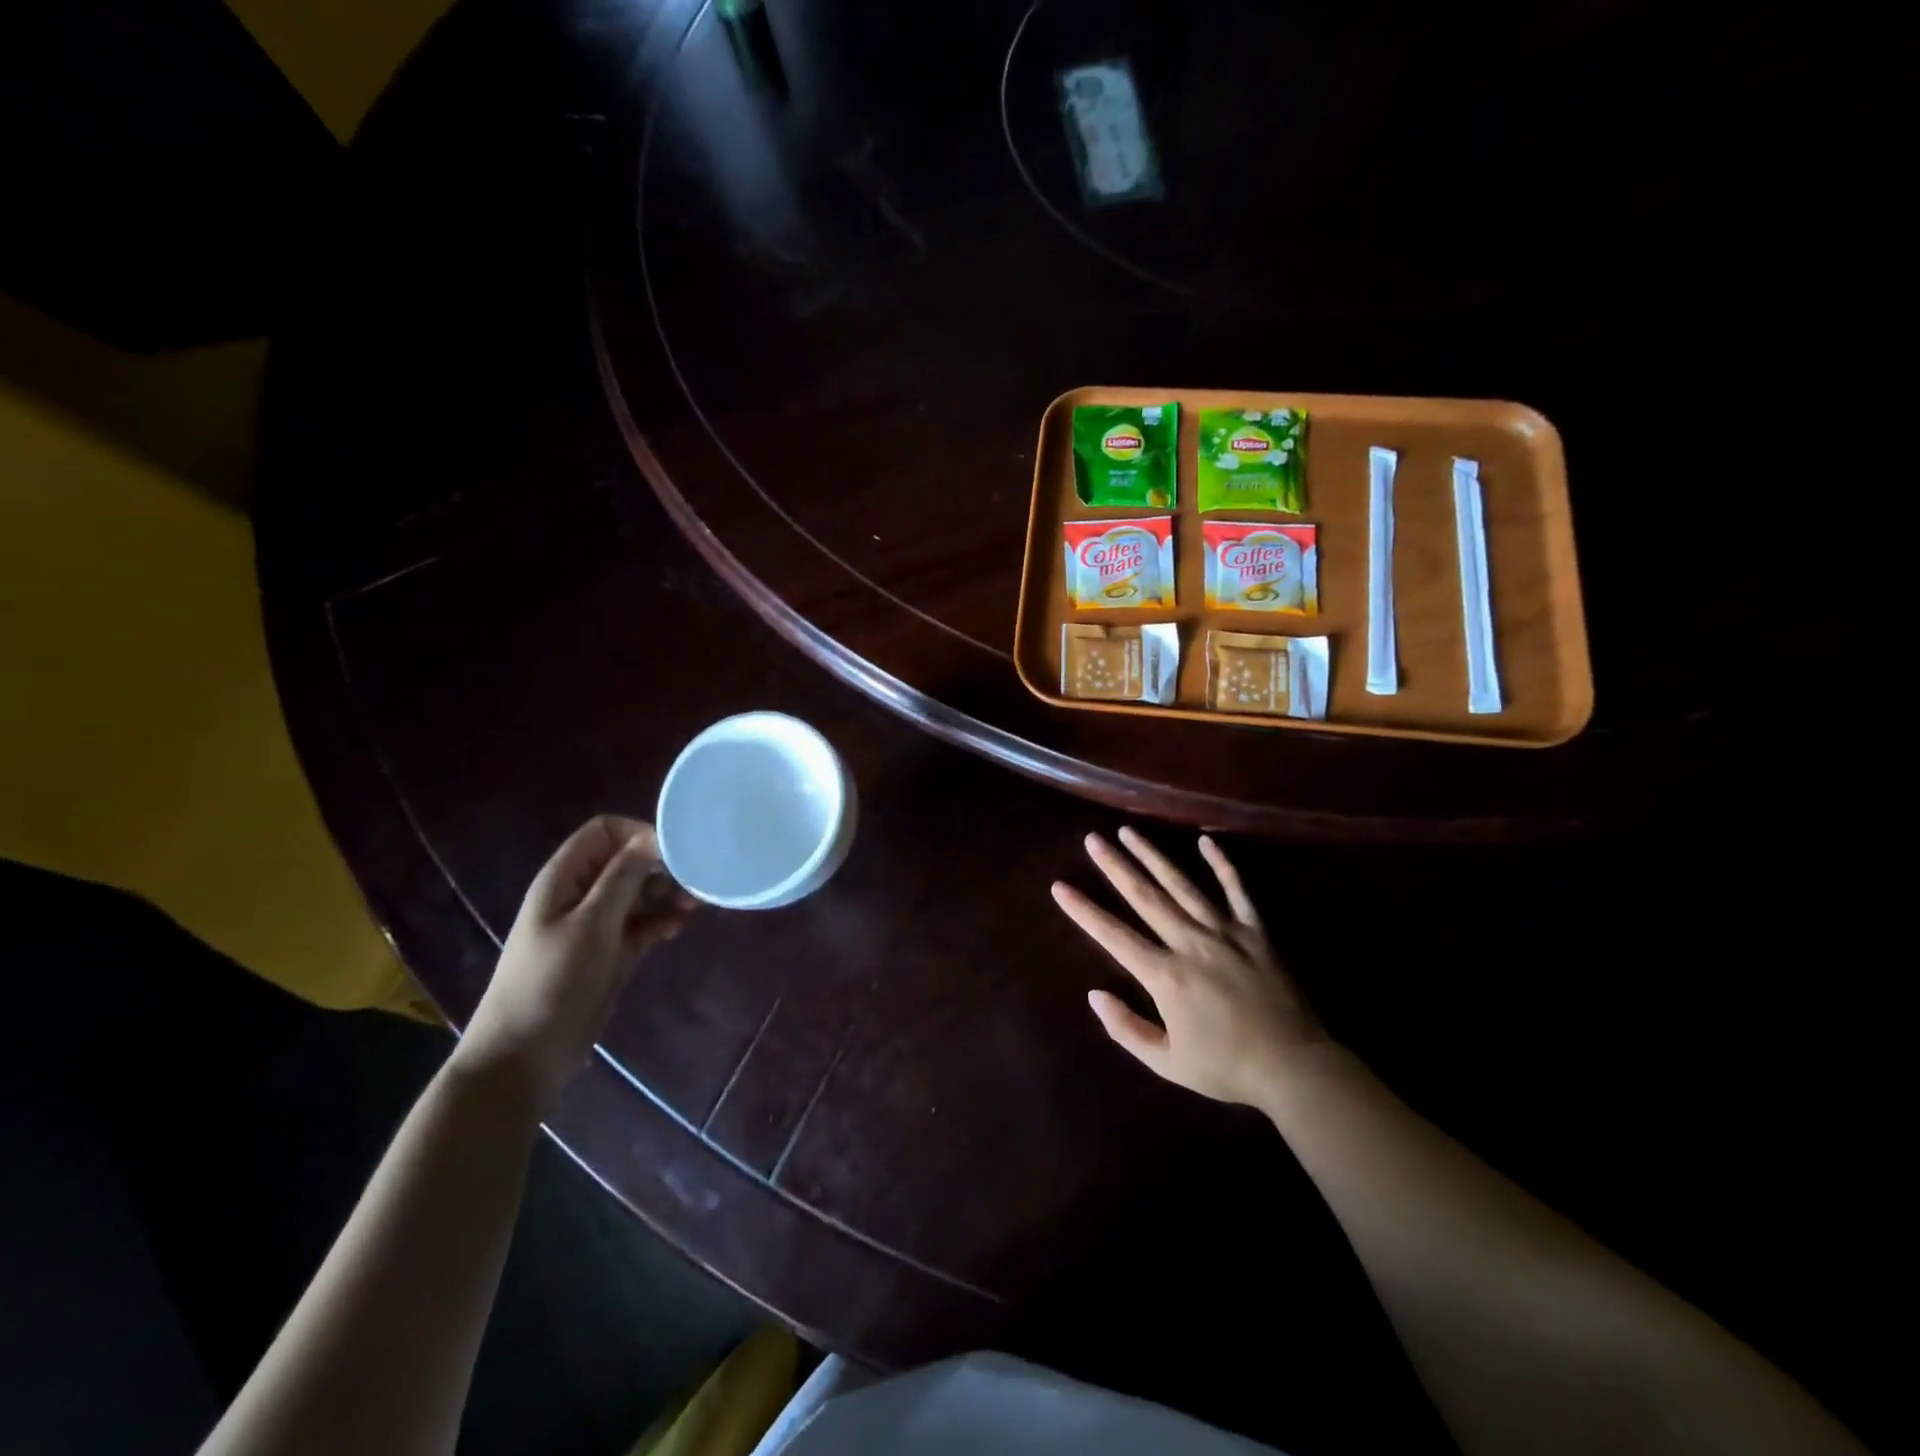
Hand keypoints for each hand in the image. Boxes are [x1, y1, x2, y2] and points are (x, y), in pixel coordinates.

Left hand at [455, 815, 694, 1111]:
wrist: (525, 1055)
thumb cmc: (553, 981)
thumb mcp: (591, 924)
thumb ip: (623, 878)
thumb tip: (653, 836)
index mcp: (565, 878)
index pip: (605, 831)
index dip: (639, 834)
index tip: (674, 852)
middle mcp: (581, 893)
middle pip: (627, 861)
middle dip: (661, 866)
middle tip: (694, 881)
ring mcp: (596, 924)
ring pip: (639, 892)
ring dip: (666, 894)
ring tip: (694, 906)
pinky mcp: (611, 951)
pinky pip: (642, 923)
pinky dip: (662, 921)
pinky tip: (680, 927)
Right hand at [1052, 828, 1331, 1106]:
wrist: (1295, 1067)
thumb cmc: (1227, 1068)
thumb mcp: (1168, 1063)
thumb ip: (1126, 1028)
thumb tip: (1095, 994)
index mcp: (1165, 975)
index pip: (1114, 935)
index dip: (1083, 910)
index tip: (1059, 886)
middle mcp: (1190, 943)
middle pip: (1145, 897)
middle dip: (1114, 866)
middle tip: (1092, 839)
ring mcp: (1225, 932)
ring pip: (1182, 885)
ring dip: (1153, 856)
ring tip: (1129, 832)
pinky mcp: (1256, 931)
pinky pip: (1237, 890)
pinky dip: (1221, 864)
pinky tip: (1204, 840)